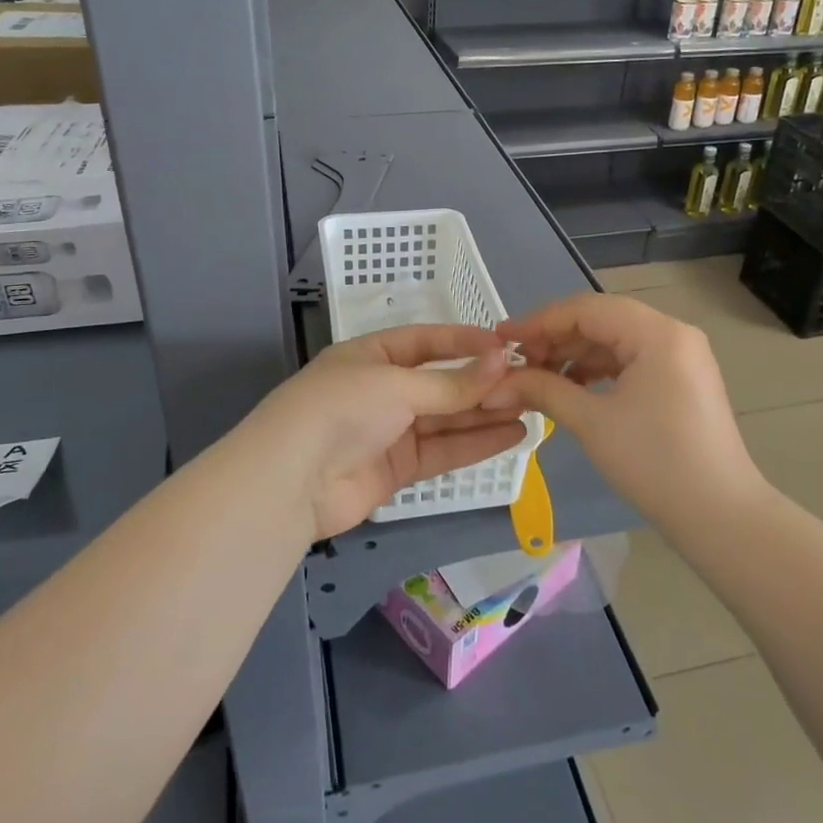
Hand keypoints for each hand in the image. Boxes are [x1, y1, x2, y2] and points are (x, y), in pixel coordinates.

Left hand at [246, 324, 529, 539]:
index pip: (426, 341)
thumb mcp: (396, 386)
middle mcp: (382, 389)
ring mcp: (390, 430)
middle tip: (529, 382)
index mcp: (372, 355)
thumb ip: (451, 383)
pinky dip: (475, 443)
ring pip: (446, 418)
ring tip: (531, 407)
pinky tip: (511, 434)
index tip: (506, 346)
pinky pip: (443, 449)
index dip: (465, 342)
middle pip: (441, 382)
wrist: (291, 482)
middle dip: (481, 383)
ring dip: (485, 412)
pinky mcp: (398, 469)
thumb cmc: (341, 409)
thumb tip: (503, 363)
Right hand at [482, 293, 765, 527]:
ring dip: (573, 355)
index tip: (500, 338)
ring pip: (613, 340)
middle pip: (600, 320)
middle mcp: (672, 333)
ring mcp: (680, 356)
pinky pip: (629, 360)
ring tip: (536, 377)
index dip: (538, 321)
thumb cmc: (655, 463)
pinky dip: (596, 370)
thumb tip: (496, 383)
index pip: (585, 309)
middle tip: (515, 362)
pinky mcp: (680, 379)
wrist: (720, 516)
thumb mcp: (592, 422)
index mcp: (657, 333)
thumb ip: (543, 389)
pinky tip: (569, 387)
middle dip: (554, 339)